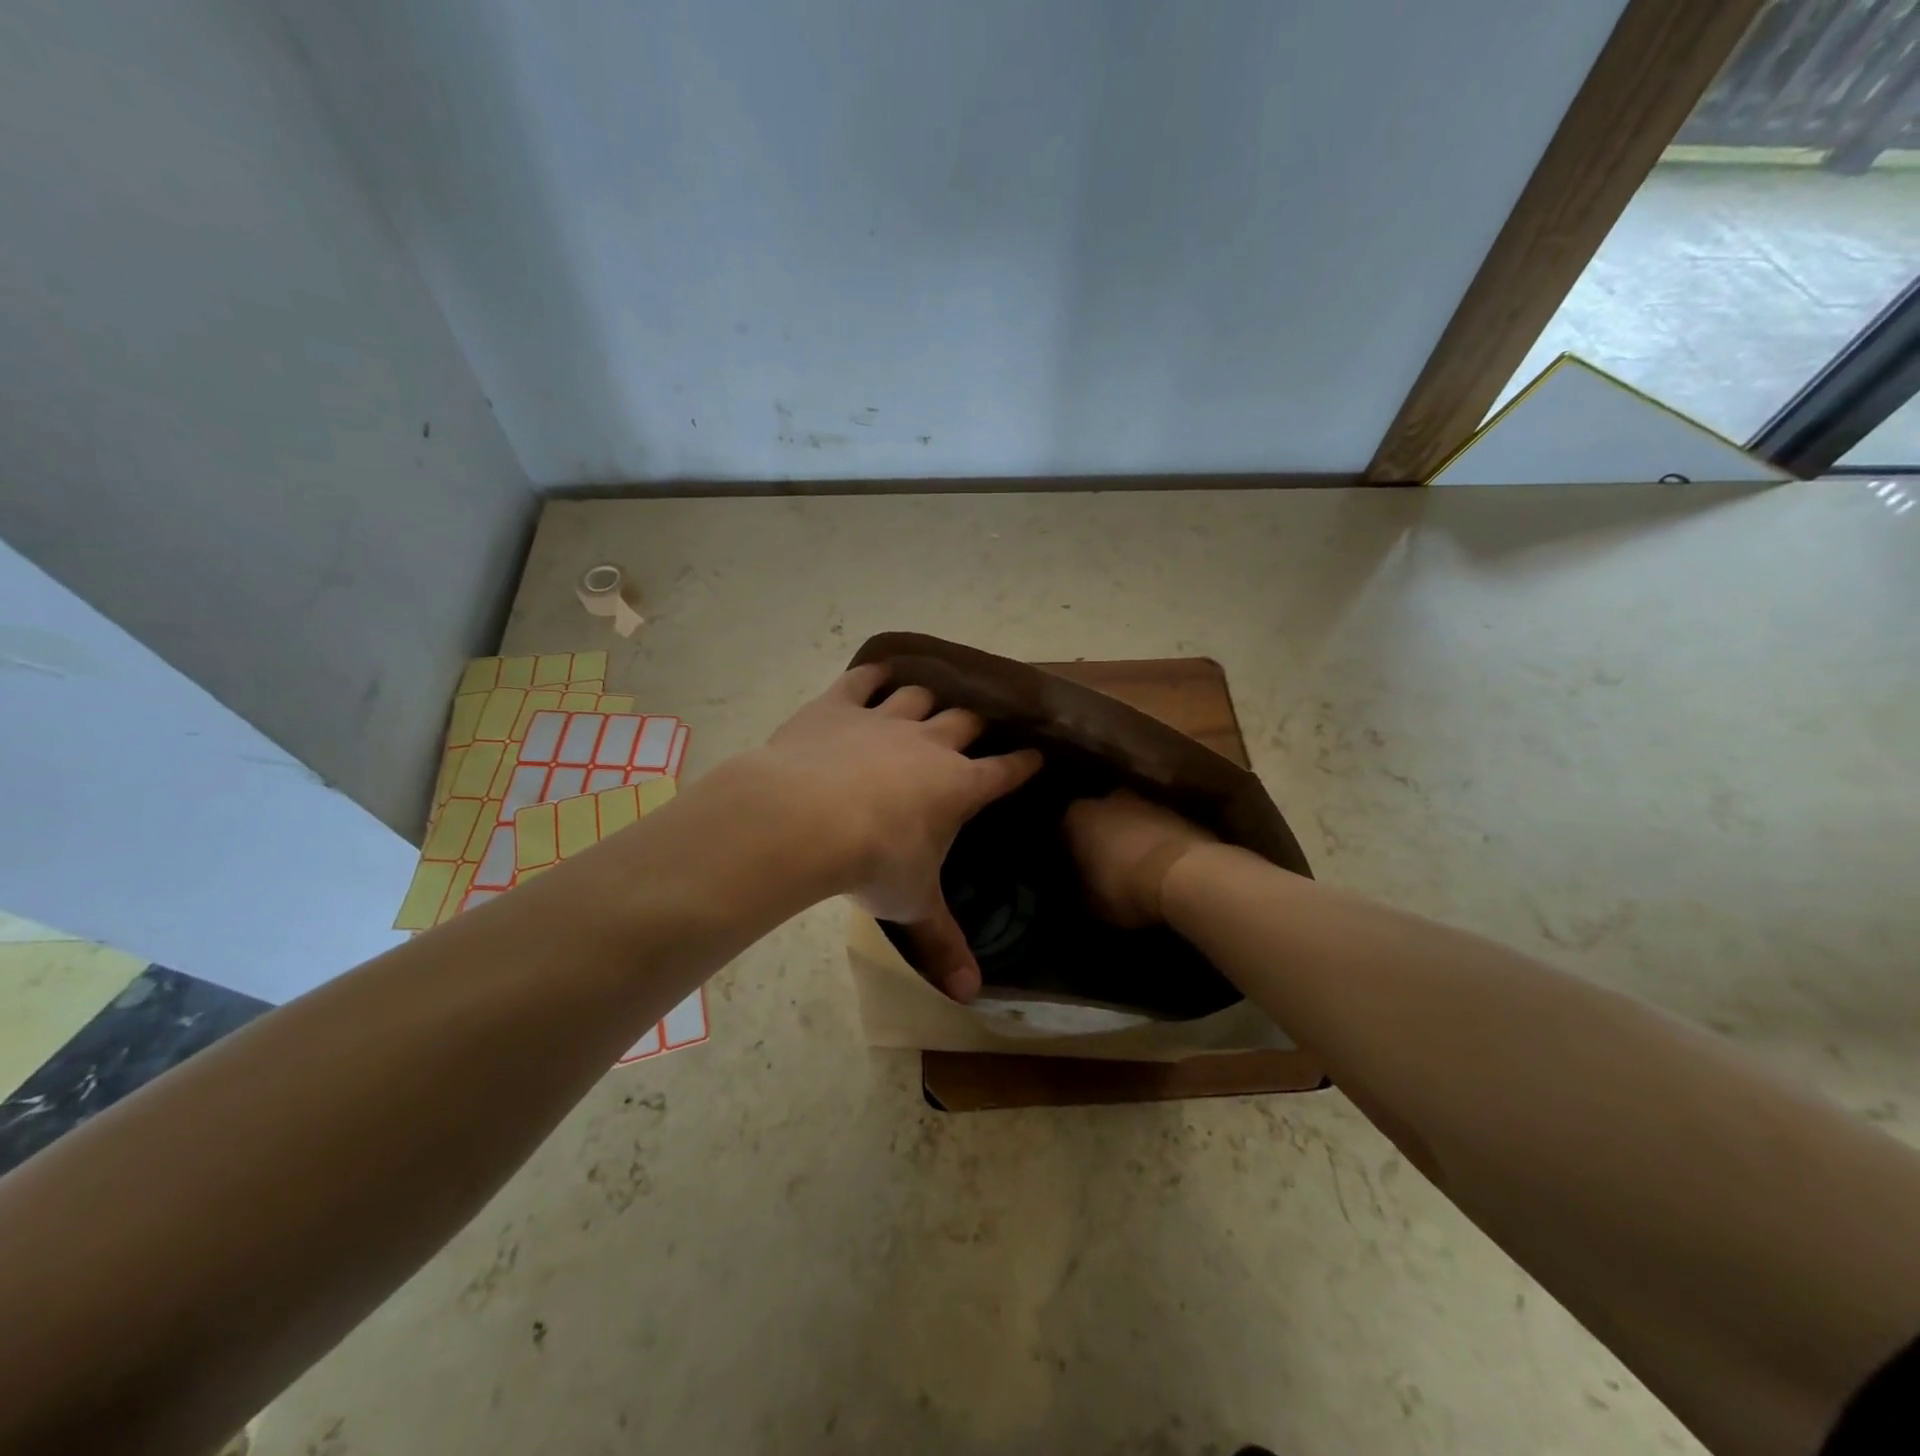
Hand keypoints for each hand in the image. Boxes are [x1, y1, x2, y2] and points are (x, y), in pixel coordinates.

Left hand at [745, 664, 1040, 1001]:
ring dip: (929, 698)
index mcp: (959, 786)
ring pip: (920, 695)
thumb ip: (942, 944)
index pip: (1006, 771)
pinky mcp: (839, 704)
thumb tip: (971, 996)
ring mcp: (885, 718)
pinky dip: (873, 675)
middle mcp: (931, 743)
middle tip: (981, 725)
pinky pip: (863, 680)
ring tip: (931, 701)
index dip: (1024, 763)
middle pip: (967, 722)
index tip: (1037, 755)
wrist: (804, 819)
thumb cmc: (873, 862)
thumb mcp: (912, 905)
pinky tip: (877, 673)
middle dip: (978, 723)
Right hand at [1063, 791, 1215, 927]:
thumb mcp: (1092, 902)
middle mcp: (1108, 799)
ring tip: (1134, 868)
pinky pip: (1156, 829)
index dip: (1068, 852)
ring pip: (1129, 820)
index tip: (1073, 871)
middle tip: (1103, 867)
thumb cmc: (1124, 886)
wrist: (1186, 874)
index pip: (1063, 831)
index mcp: (1077, 816)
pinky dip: (1155, 843)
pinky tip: (1159, 867)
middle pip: (1098, 819)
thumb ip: (1082, 889)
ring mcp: (1146, 802)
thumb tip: (1081, 888)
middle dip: (1100, 838)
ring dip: (1130, 839)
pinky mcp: (1177, 813)